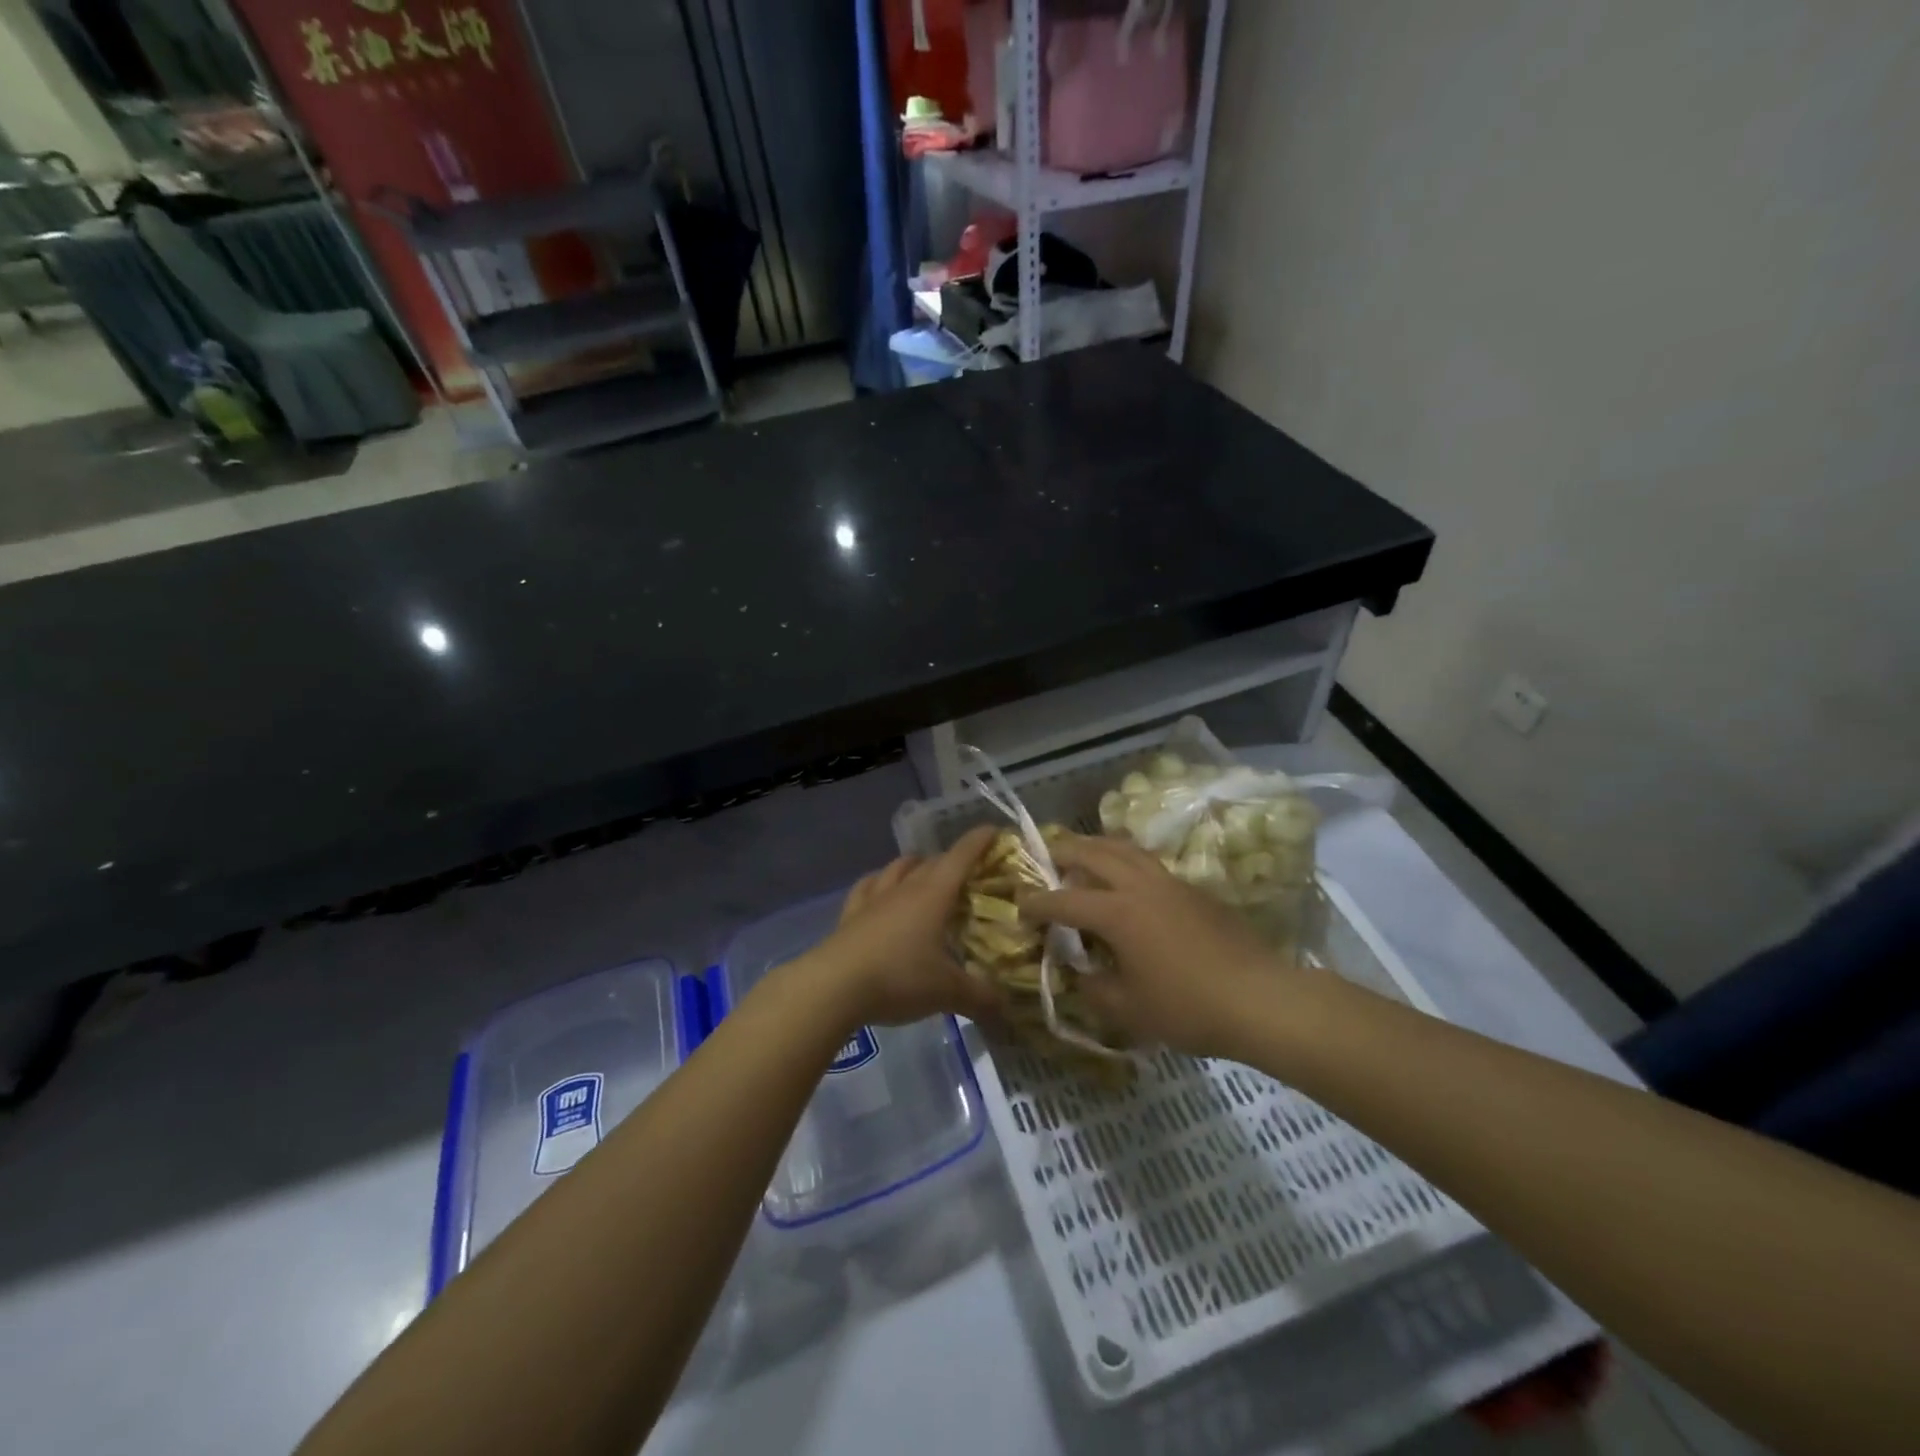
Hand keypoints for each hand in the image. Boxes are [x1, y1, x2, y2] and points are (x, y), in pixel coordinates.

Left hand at [800, 826, 1001, 1028]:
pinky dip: (879, 883)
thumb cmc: (898, 978)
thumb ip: (981, 998)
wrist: (833, 987)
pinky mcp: (850, 916)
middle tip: (968, 872)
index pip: (961, 857)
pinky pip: (867, 887)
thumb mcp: (947, 992)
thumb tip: (1007, 1009)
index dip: (979, 841)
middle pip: (931, 862)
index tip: (994, 830)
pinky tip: (879, 888)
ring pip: (897, 868)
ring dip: (914, 865)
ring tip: (925, 872)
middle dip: (952, 860)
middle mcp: (904, 888)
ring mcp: (873, 899)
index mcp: (933, 895)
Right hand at [1019, 834, 1302, 1058]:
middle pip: (1092, 853)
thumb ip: (1094, 987)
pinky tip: (1125, 877)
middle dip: (1062, 852)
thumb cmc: (1188, 1007)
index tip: (1019, 903)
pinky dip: (1124, 858)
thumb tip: (1080, 970)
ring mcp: (1169, 881)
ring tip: (1081, 853)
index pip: (1064, 900)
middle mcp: (1138, 885)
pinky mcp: (1192, 888)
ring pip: (1124, 847)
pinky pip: (1147, 861)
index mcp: (1117, 912)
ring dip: (1096, 846)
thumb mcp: (1128, 1010)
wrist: (1260, 998)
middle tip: (1044, 858)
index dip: (1036, 902)